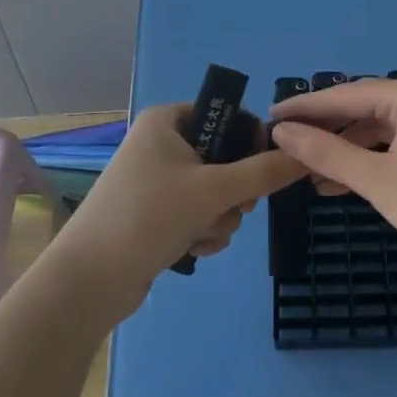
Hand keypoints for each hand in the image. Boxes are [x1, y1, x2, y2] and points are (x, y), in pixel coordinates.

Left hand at [46, 104, 306, 316]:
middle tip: (236, 207)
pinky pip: (199, 213)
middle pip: (225, 158)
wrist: (89, 280)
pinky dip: (204, 231)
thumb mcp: (214, 190)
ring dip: (221, 217)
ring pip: (216, 191)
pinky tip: (194, 248)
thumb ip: (265, 172)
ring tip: (204, 234)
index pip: (227, 115)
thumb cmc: (149, 216)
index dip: (252, 141)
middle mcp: (162, 144)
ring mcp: (157, 181)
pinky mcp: (155, 215)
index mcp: (168, 120)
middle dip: (235, 191)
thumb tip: (307, 155)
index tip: (266, 169)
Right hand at [267, 77, 396, 281]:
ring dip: (349, 149)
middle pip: (366, 107)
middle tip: (287, 147)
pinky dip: (374, 158)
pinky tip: (347, 181)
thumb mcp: (375, 180)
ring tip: (312, 175)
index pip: (348, 94)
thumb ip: (325, 152)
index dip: (307, 108)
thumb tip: (281, 132)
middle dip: (328, 131)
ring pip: (383, 127)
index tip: (270, 118)